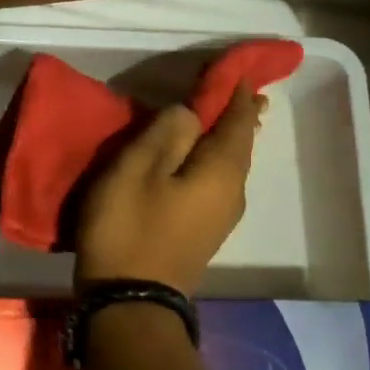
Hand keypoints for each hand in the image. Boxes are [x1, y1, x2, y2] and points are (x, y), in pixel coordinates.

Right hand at [74, 83, 266, 295]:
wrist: (130, 302)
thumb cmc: (130, 228)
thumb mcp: (136, 169)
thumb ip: (166, 132)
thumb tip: (190, 113)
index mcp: (221, 170)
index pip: (238, 118)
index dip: (235, 90)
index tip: (234, 67)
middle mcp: (232, 192)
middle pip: (239, 143)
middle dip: (235, 114)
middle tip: (226, 88)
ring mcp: (220, 216)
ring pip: (227, 164)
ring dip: (220, 138)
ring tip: (211, 116)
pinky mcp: (202, 232)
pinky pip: (214, 182)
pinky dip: (209, 160)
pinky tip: (192, 158)